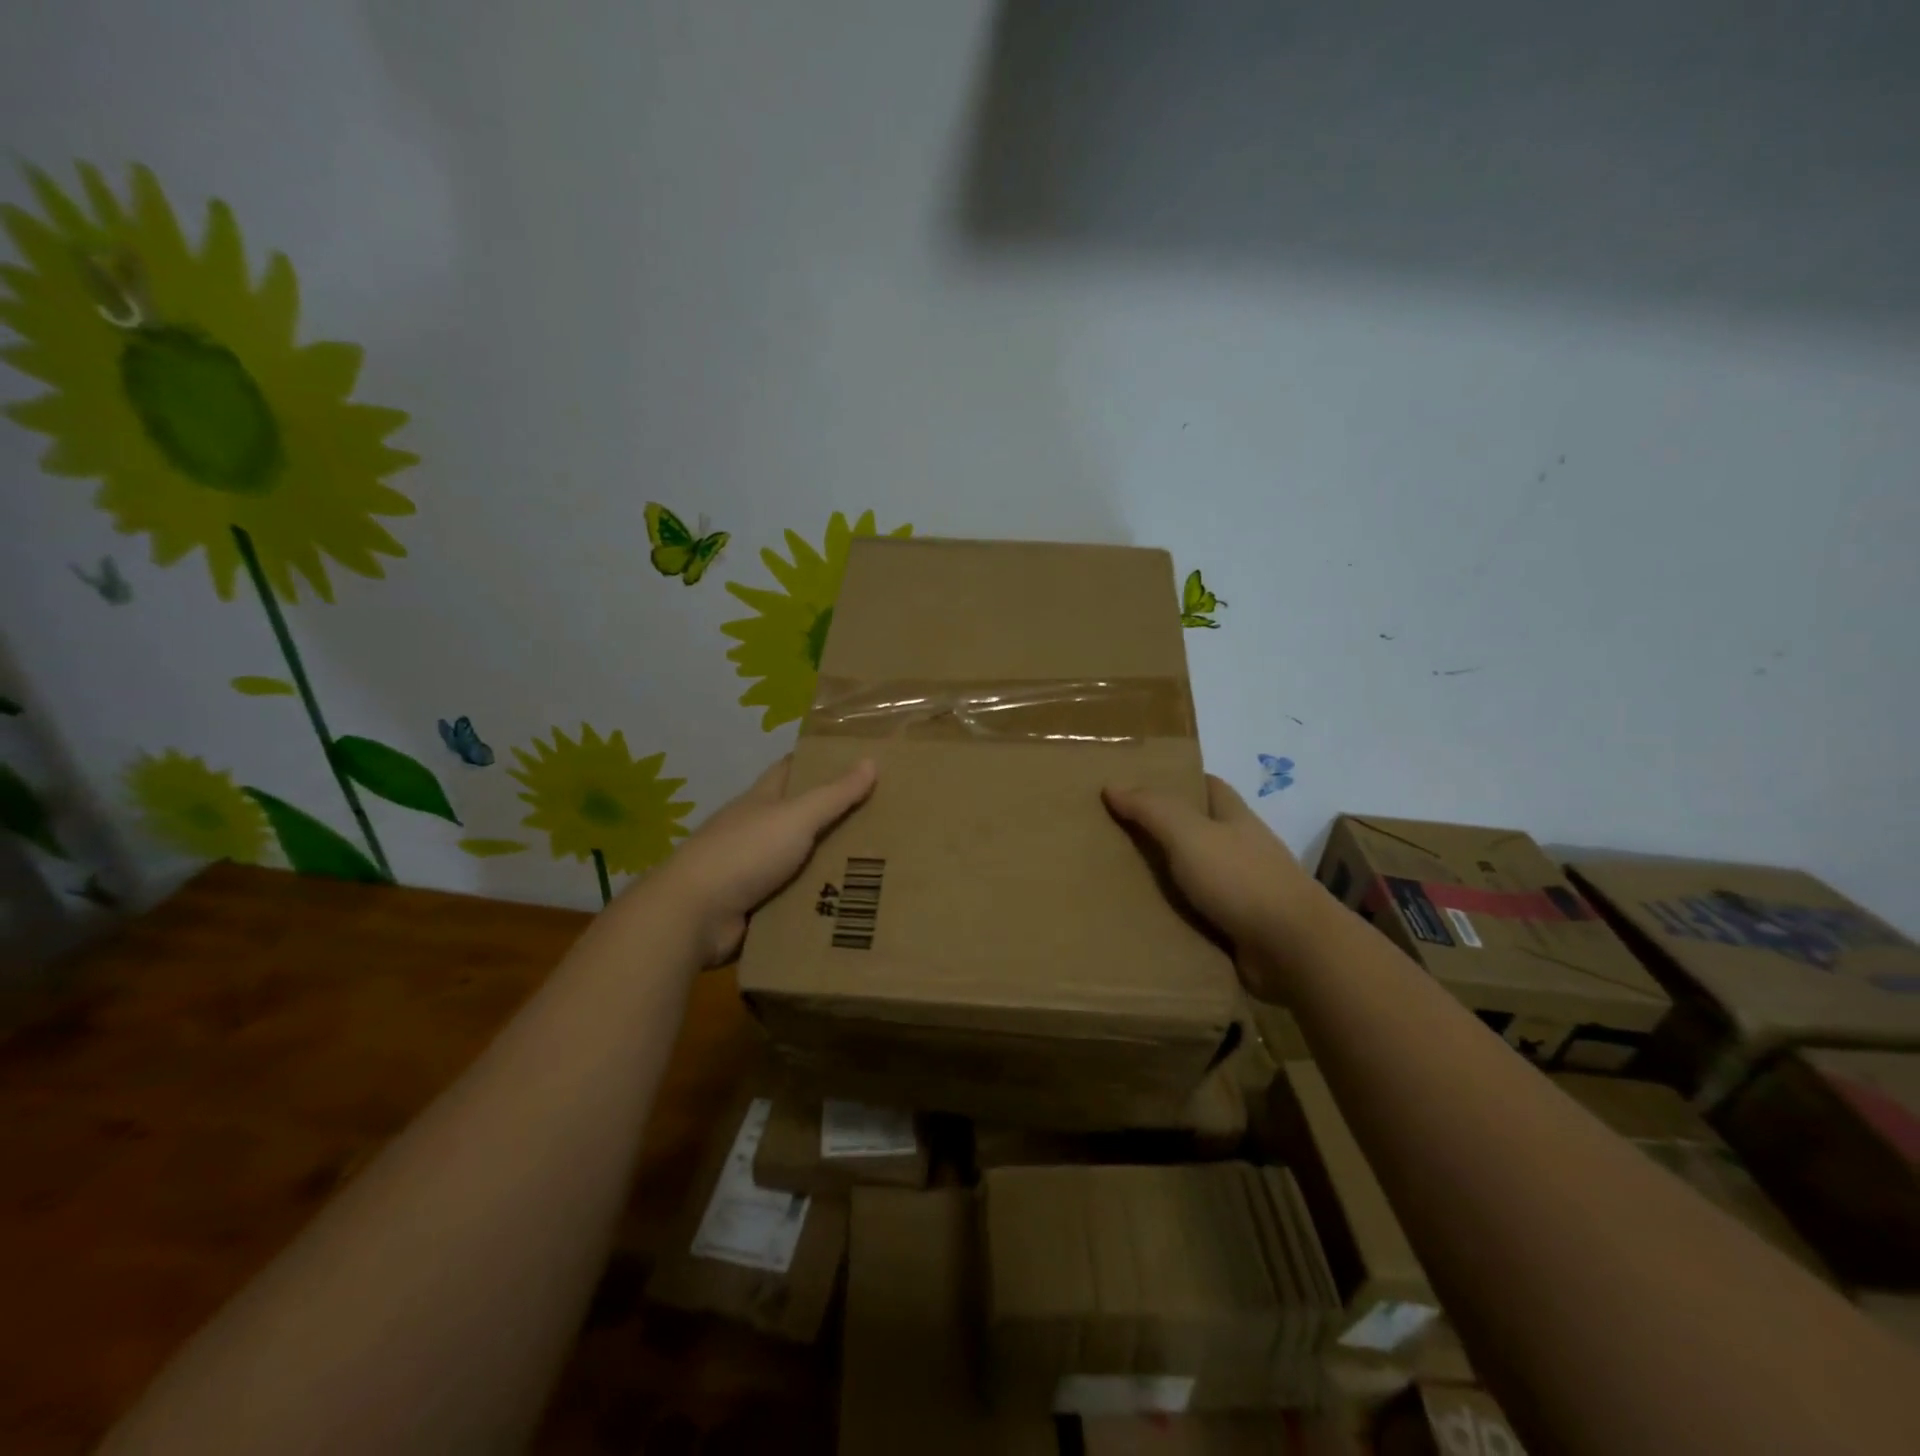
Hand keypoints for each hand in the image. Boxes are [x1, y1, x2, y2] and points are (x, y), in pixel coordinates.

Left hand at [643, 756, 877, 966]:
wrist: (693, 916)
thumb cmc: (744, 853)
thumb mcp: (795, 817)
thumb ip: (834, 794)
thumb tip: (871, 761)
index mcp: (761, 801)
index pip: (791, 770)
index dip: (820, 762)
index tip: (858, 760)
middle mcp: (757, 832)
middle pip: (802, 818)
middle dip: (838, 817)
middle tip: (886, 818)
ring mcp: (755, 871)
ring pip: (803, 862)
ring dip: (833, 865)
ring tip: (884, 865)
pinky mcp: (757, 908)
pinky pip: (797, 900)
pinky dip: (820, 902)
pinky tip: (856, 904)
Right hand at [1102, 774, 1329, 995]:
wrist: (1292, 949)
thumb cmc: (1241, 879)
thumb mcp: (1188, 834)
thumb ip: (1151, 809)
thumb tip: (1111, 785)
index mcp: (1235, 817)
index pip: (1208, 786)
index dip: (1177, 781)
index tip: (1138, 785)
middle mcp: (1241, 849)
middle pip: (1198, 830)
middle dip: (1163, 831)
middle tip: (1114, 834)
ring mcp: (1244, 889)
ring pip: (1196, 874)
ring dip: (1166, 877)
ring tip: (1118, 879)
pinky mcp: (1240, 926)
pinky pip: (1199, 914)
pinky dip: (1176, 915)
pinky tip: (1145, 919)